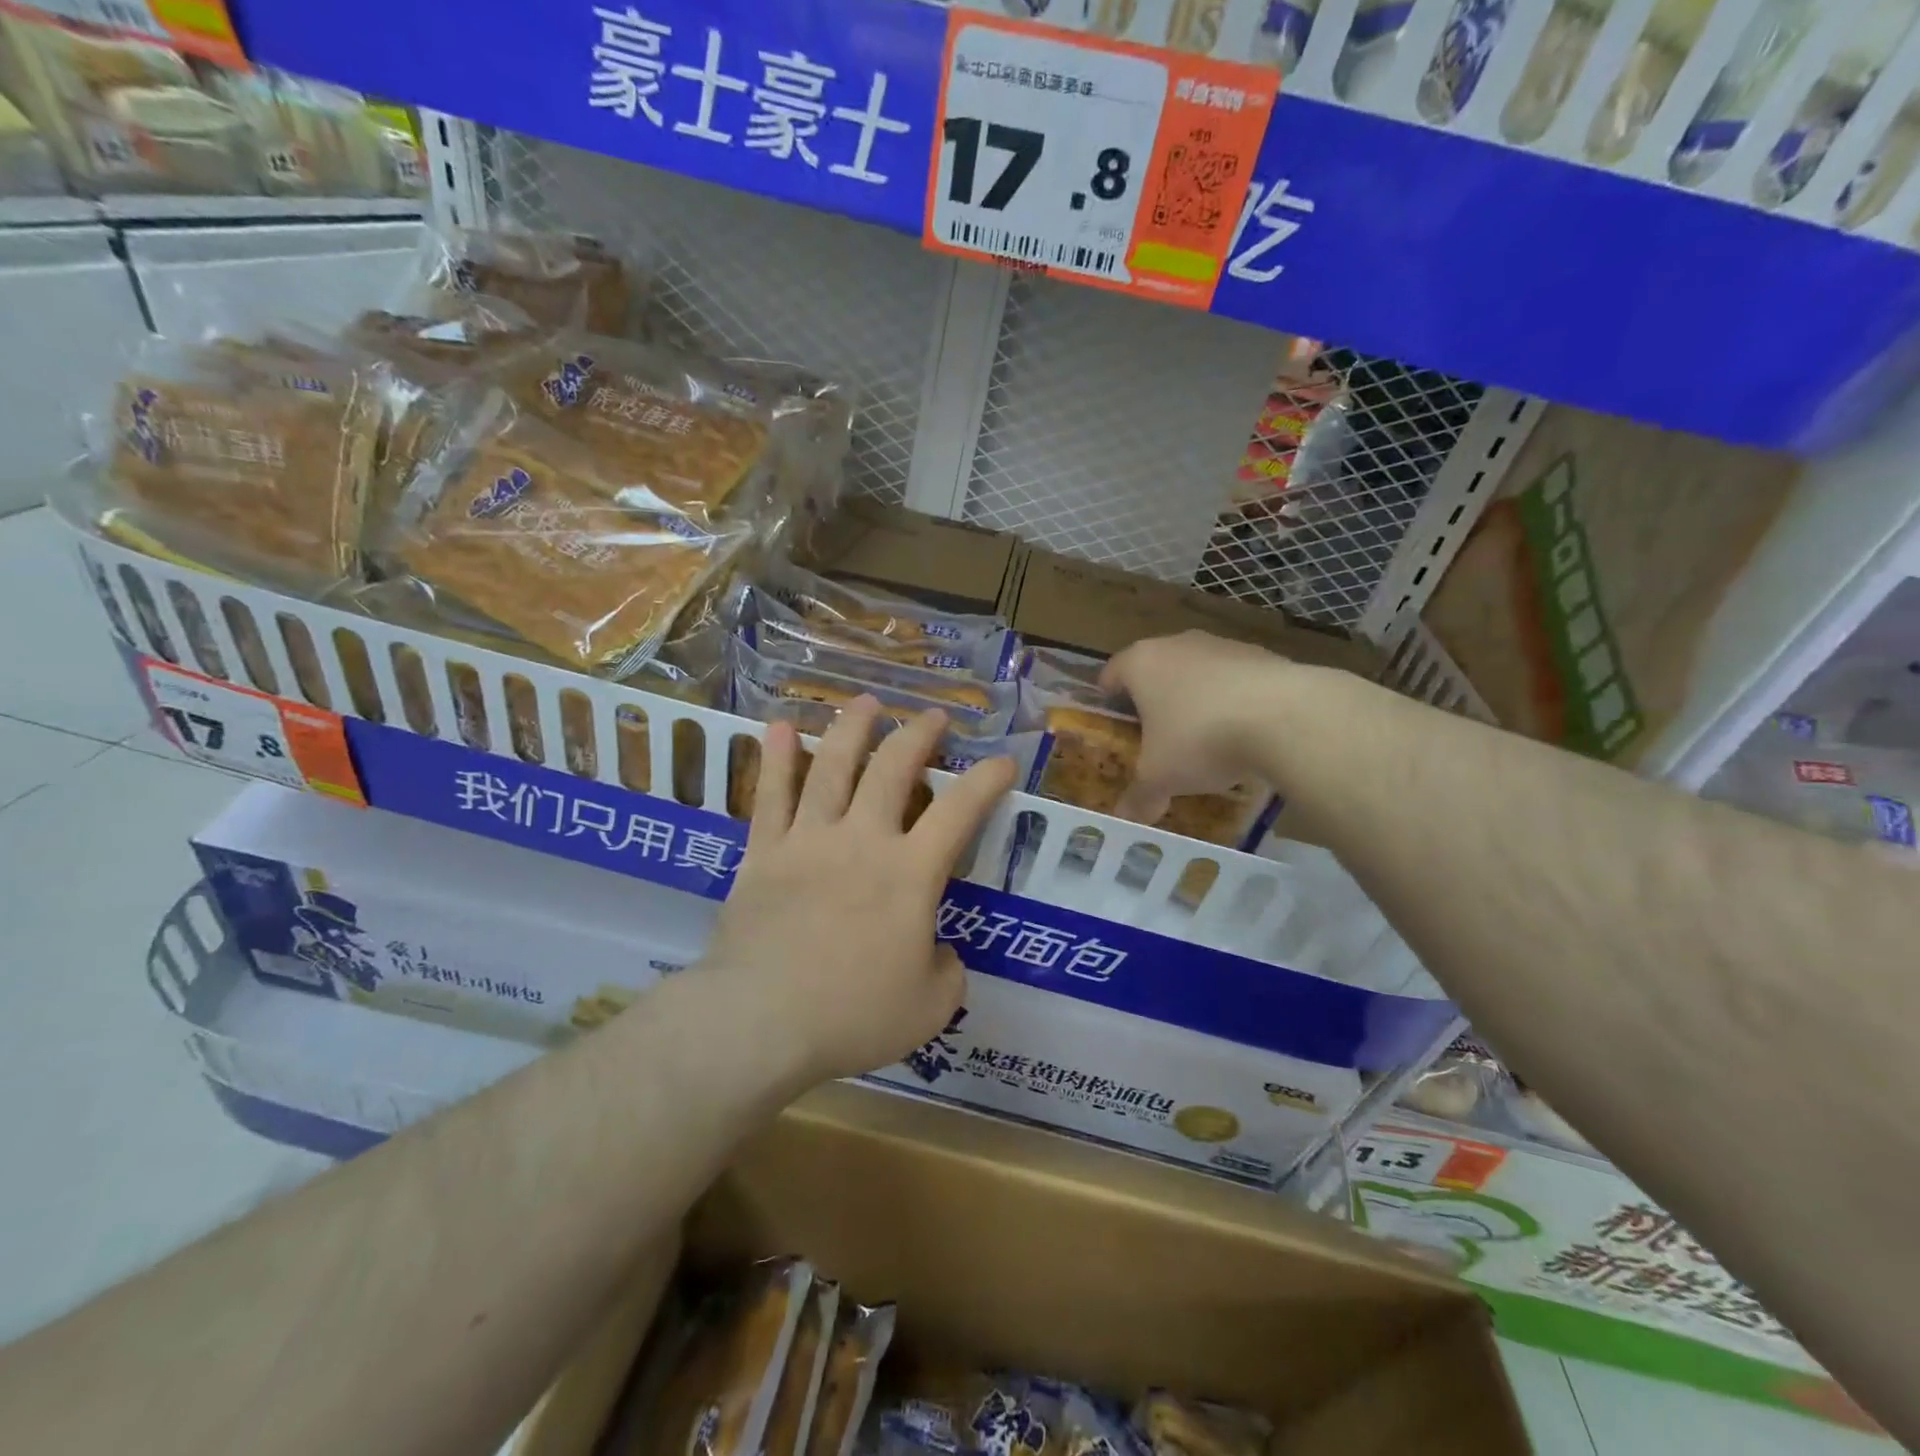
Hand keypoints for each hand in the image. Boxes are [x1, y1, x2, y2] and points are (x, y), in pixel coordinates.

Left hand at [704, 698, 1017, 1082]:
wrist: (762, 1020)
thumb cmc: (853, 1015)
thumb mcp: (930, 1008)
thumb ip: (948, 971)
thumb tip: (940, 951)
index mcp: (910, 873)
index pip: (960, 811)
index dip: (987, 781)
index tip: (1003, 762)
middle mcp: (863, 840)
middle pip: (893, 769)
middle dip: (918, 735)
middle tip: (932, 716)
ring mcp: (809, 840)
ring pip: (832, 766)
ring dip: (852, 728)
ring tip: (866, 702)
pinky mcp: (764, 852)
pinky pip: (771, 796)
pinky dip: (776, 758)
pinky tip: (777, 727)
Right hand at [1099, 631, 1292, 823]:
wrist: (1285, 717)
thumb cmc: (1199, 738)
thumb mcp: (1160, 777)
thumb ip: (1140, 796)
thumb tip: (1126, 818)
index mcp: (1140, 663)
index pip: (1111, 675)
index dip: (1108, 703)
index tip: (1115, 730)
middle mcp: (1177, 644)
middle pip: (1155, 671)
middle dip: (1154, 703)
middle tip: (1156, 740)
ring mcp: (1222, 645)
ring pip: (1197, 673)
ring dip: (1196, 700)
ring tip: (1204, 741)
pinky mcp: (1263, 655)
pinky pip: (1235, 680)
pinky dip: (1233, 701)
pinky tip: (1244, 735)